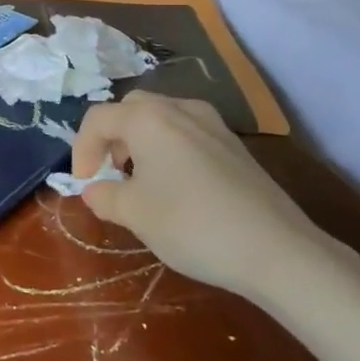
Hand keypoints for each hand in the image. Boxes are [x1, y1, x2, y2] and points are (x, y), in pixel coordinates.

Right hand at [71, 92, 322, 298]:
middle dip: (112, 138)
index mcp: (148, 119)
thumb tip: (95, 190)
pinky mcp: (236, 147)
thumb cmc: (192, 224)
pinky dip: (169, 150)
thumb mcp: (134, 214)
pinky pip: (188, 134)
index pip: (98, 119)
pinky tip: (177, 188)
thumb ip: (103, 196)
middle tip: (110, 172)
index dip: (81, 150)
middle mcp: (180, 109)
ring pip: (162, 119)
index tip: (84, 184)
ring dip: (141, 142)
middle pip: (131, 109)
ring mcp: (214, 125)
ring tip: (141, 181)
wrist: (278, 251)